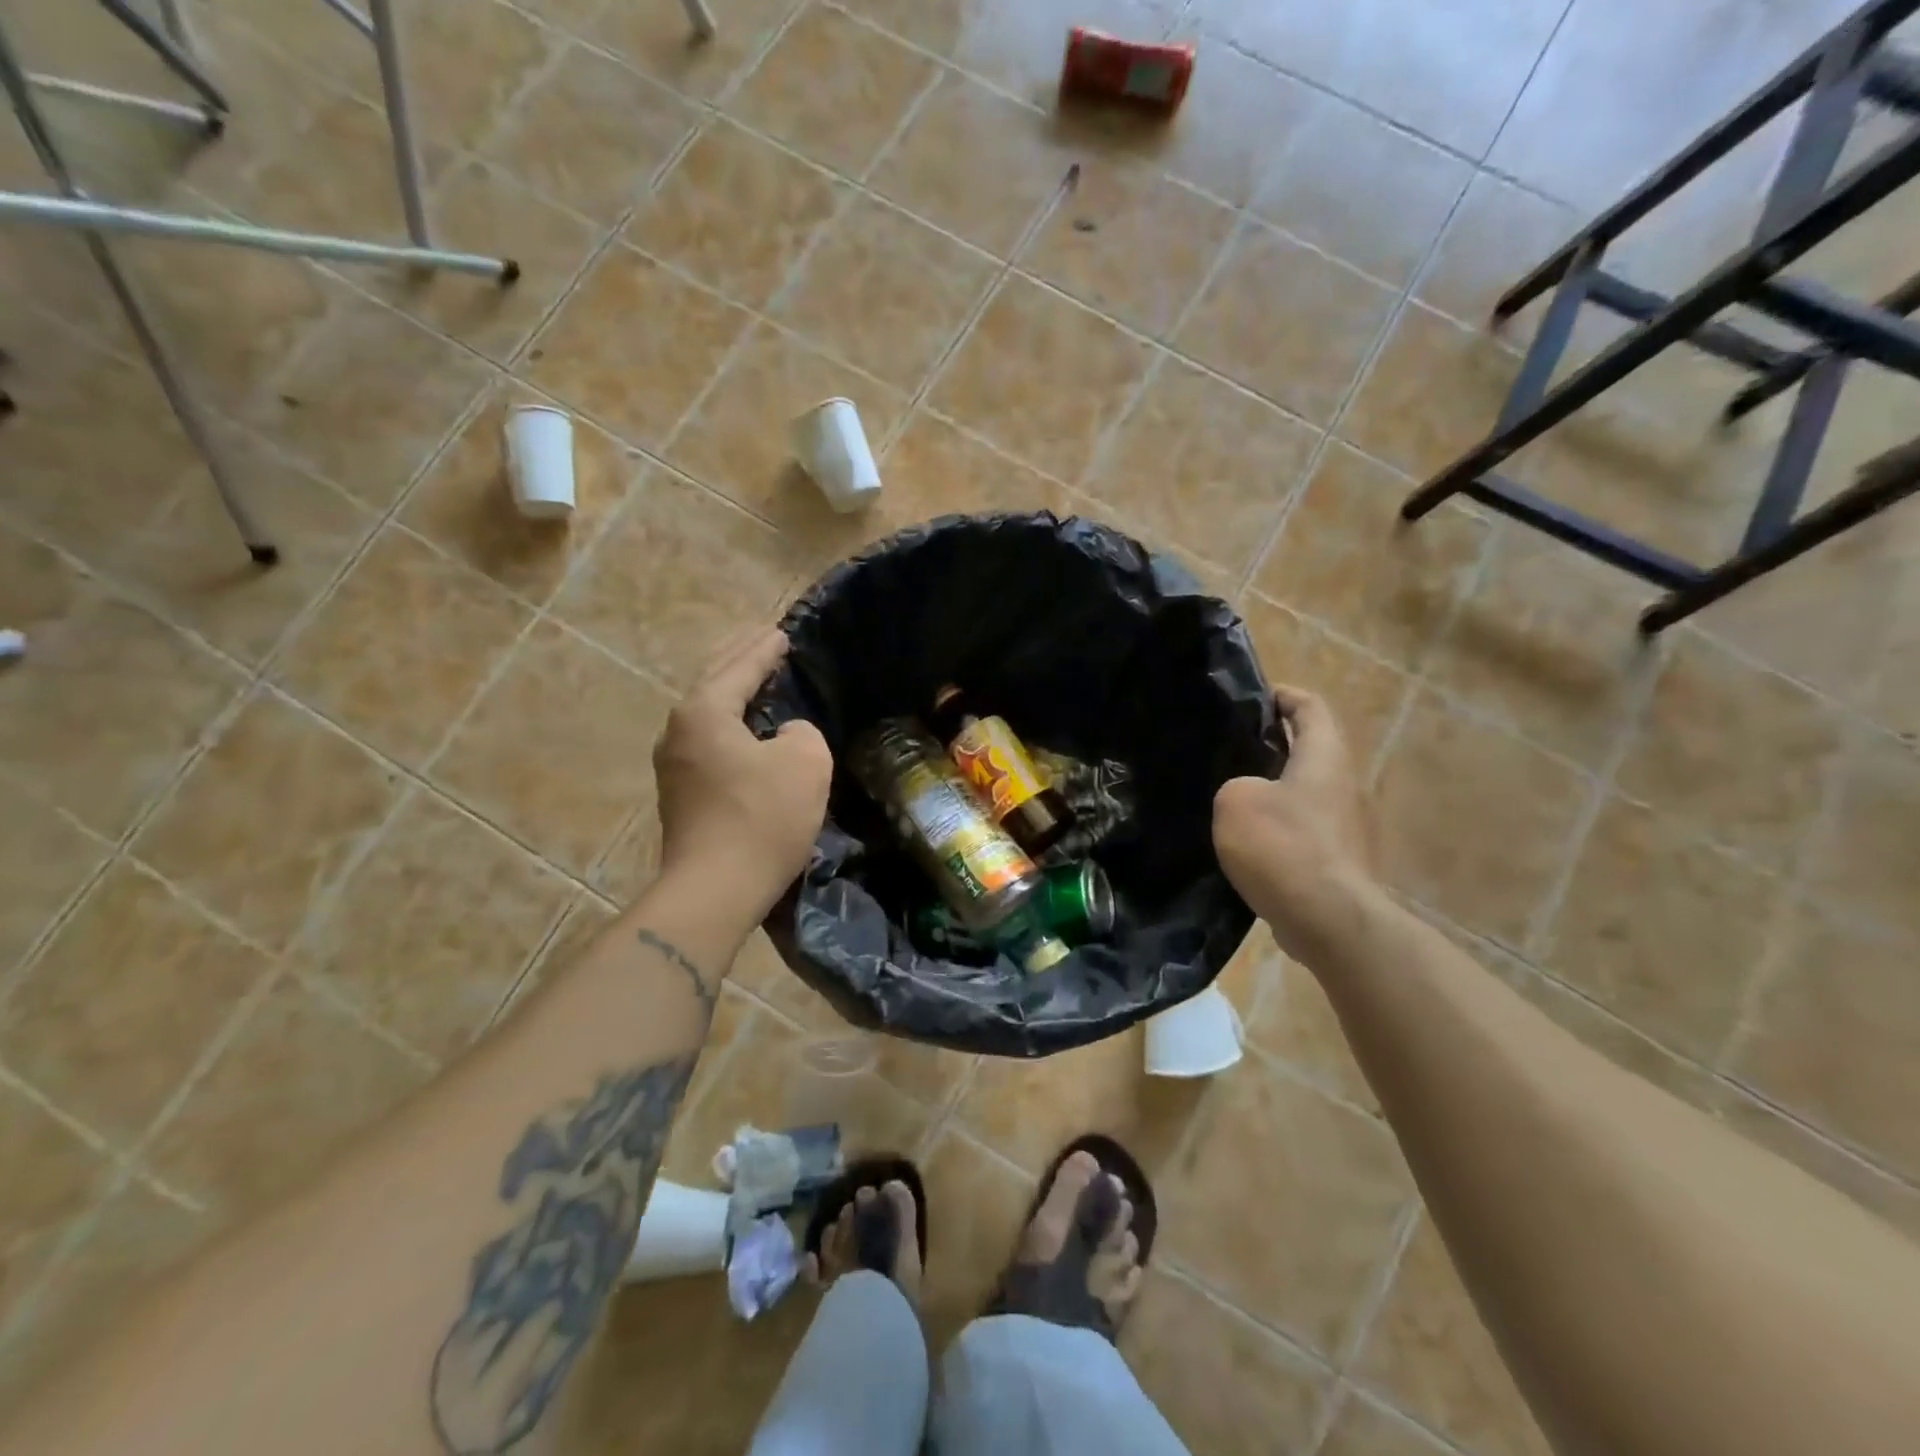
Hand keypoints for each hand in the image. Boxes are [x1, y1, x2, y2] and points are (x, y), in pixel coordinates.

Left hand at [653, 628, 831, 922]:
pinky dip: (729, 723)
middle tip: (764, 640)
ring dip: (731, 691)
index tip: (783, 633)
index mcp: (704, 711)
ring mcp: (673, 764)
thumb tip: (784, 736)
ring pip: (707, 713)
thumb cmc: (761, 818)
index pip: (739, 667)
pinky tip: (746, 729)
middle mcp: (678, 730)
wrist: (714, 890)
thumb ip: (801, 732)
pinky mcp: (680, 794)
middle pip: (713, 682)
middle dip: (740, 659)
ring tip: (755, 678)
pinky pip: (708, 740)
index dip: (765, 649)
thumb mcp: (805, 763)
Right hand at [1213, 686, 1375, 960]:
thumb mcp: (1235, 801)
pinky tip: (1247, 844)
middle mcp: (1344, 785)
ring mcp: (1347, 827)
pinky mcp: (1340, 862)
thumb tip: (1248, 796)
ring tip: (1230, 797)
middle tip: (1228, 750)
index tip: (1254, 698)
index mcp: (1324, 757)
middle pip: (1310, 751)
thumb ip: (1235, 784)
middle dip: (1272, 746)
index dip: (1283, 696)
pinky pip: (1305, 832)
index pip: (1310, 707)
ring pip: (1305, 794)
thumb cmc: (1283, 846)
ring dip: (1273, 791)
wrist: (1329, 920)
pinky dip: (1279, 829)